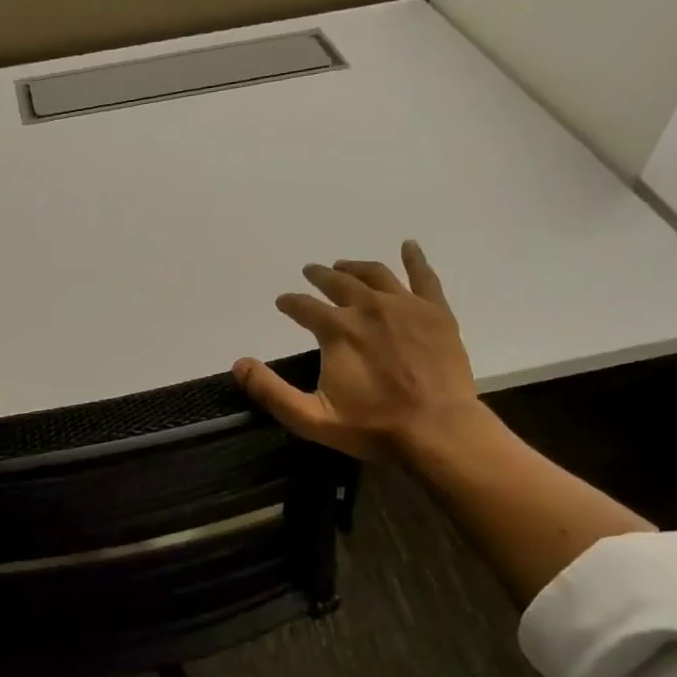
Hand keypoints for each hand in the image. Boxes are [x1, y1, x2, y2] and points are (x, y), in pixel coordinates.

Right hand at [233, 240, 483, 461]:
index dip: (290, 303)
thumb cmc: (373, 426)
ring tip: (344, 265)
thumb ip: (271, 391)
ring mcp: (406, 306)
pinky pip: (423, 277)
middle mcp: (368, 307)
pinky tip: (408, 246)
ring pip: (375, 274)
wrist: (438, 429)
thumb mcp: (311, 418)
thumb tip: (239, 364)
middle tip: (311, 272)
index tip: (283, 302)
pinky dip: (414, 258)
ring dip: (355, 267)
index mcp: (337, 330)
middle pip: (339, 282)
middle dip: (320, 276)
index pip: (304, 307)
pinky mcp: (436, 312)